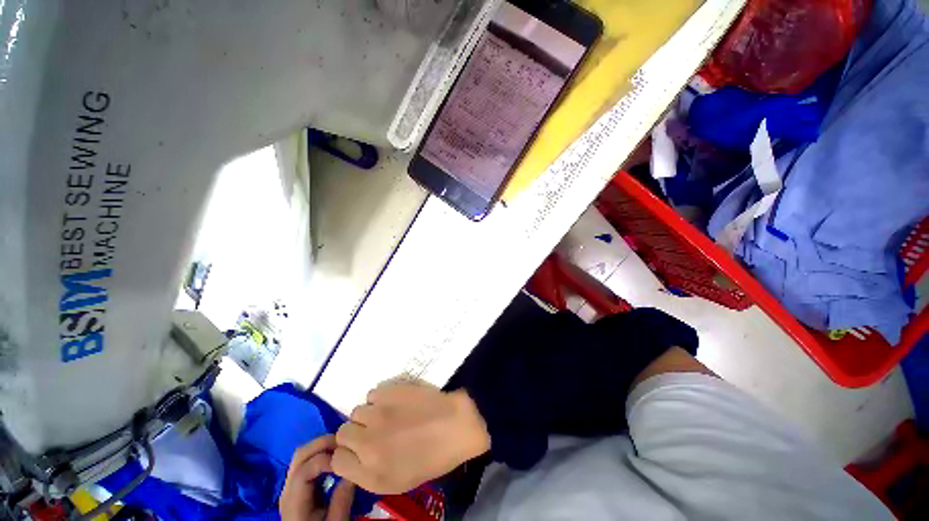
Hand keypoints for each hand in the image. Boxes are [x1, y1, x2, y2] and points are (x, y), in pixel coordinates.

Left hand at [280, 436, 355, 520]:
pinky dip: (321, 452)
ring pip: (302, 454)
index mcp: (293, 502)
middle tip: (345, 444)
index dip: (326, 460)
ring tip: (342, 448)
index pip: (305, 470)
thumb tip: (354, 472)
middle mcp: (287, 490)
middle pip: (300, 455)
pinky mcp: (296, 485)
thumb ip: (342, 500)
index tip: (346, 460)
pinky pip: (306, 460)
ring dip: (322, 446)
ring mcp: (290, 486)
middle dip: (323, 443)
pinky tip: (334, 457)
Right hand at [332, 381, 490, 493]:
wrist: (456, 424)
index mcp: (370, 471)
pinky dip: (380, 398)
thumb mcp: (395, 481)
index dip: (348, 454)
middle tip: (376, 432)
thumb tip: (347, 457)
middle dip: (356, 433)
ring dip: (369, 414)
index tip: (360, 450)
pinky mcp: (390, 390)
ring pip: (357, 411)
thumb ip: (364, 472)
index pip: (336, 459)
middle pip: (342, 432)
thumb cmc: (431, 458)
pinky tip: (396, 401)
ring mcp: (379, 412)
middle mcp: (368, 442)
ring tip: (389, 416)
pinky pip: (373, 393)